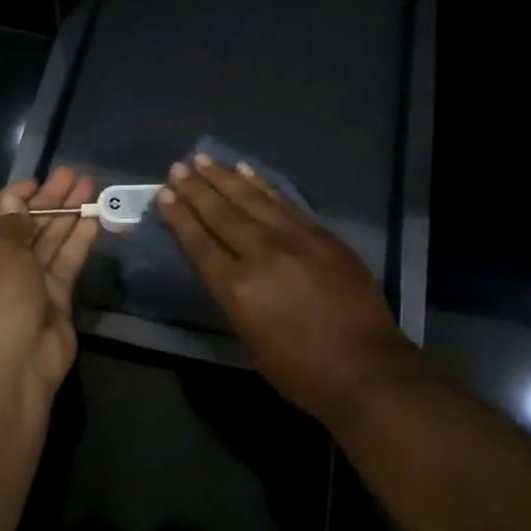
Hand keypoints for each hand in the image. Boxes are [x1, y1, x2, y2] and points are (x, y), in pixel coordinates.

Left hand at [0, 166, 99, 396]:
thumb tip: (14, 201)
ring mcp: (26, 286)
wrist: (11, 368)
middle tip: (73, 175)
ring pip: (48, 243)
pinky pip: (65, 263)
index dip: (11, 199)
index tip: (36, 181)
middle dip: (47, 201)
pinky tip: (94, 218)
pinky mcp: (54, 301)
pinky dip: (78, 241)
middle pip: (23, 228)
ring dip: (67, 215)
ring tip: (90, 186)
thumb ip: (12, 225)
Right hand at [158, 155, 417, 424]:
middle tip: (178, 167)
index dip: (180, 217)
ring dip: (225, 177)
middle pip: (222, 214)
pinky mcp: (321, 234)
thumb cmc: (300, 371)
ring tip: (203, 159)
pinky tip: (246, 171)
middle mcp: (262, 254)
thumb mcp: (250, 339)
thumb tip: (221, 266)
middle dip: (196, 189)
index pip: (199, 243)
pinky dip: (263, 184)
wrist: (366, 370)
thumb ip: (232, 296)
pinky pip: (284, 202)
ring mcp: (295, 239)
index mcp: (237, 289)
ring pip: (252, 200)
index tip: (164, 194)